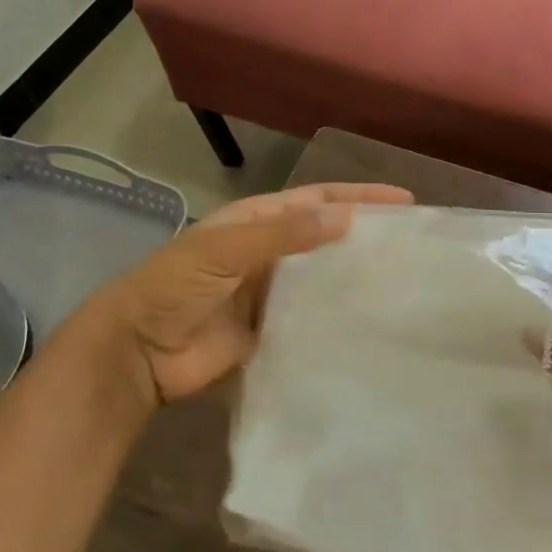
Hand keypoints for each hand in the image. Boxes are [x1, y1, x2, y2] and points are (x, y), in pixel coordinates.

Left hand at [98, 183, 412, 405]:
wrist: (137, 353)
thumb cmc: (175, 287)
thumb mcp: (224, 248)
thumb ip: (282, 234)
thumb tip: (346, 218)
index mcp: (259, 221)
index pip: (319, 200)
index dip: (360, 197)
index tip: (405, 201)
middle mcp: (272, 252)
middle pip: (328, 237)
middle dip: (366, 235)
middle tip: (414, 244)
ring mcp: (274, 294)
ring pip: (326, 278)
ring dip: (357, 276)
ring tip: (404, 281)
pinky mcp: (275, 332)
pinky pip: (315, 319)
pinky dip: (340, 317)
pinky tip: (371, 322)